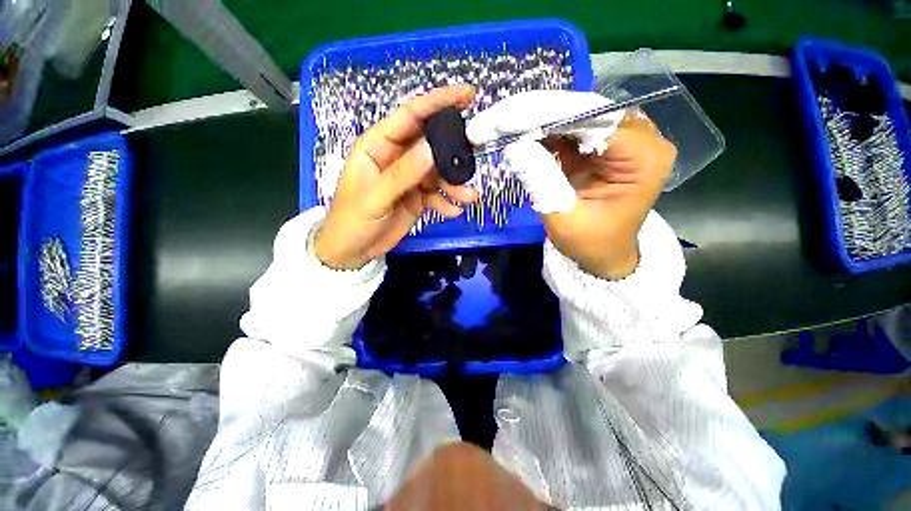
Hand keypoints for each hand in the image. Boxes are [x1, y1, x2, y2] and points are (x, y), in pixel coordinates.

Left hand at [315, 87, 479, 269]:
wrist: (353, 251)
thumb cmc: (353, 220)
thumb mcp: (375, 197)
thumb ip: (403, 173)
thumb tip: (433, 149)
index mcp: (378, 145)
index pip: (410, 115)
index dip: (437, 102)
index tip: (466, 95)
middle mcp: (397, 157)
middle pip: (430, 143)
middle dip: (453, 148)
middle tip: (476, 152)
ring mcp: (409, 178)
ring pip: (438, 172)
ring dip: (454, 184)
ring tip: (468, 196)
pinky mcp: (417, 197)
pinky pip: (437, 194)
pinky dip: (447, 201)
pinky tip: (453, 211)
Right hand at [466, 90, 674, 279]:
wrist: (602, 254)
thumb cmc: (591, 244)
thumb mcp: (564, 219)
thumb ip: (542, 181)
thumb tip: (514, 145)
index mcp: (644, 158)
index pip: (596, 120)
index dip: (550, 114)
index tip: (509, 118)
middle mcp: (640, 138)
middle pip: (585, 111)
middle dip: (539, 114)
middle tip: (498, 119)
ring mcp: (621, 138)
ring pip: (574, 115)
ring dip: (537, 121)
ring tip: (501, 124)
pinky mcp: (601, 144)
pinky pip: (569, 129)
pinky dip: (542, 131)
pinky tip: (517, 133)